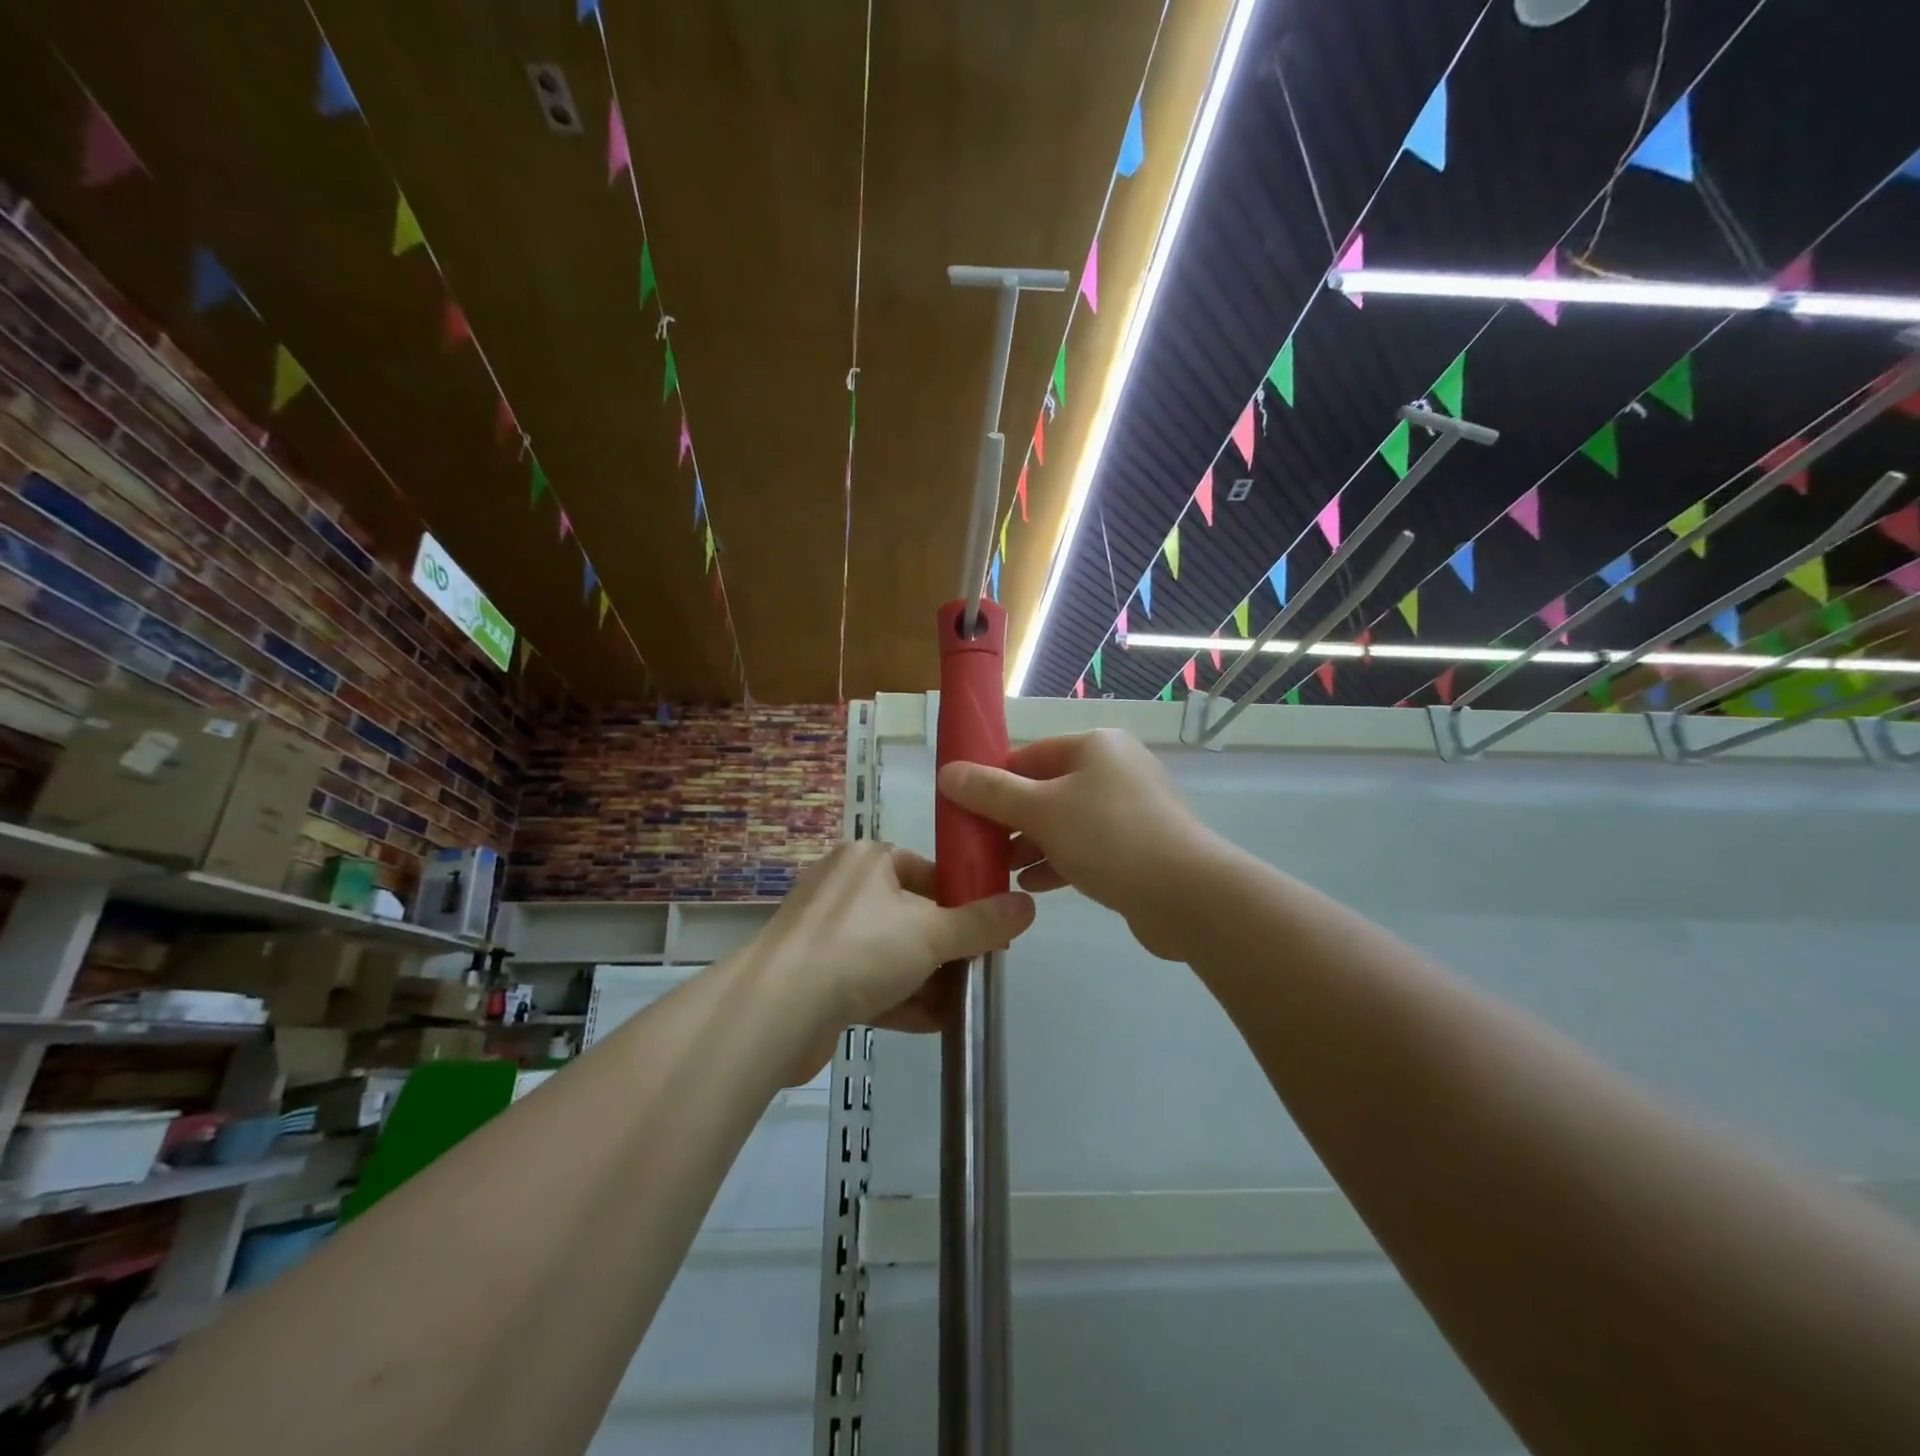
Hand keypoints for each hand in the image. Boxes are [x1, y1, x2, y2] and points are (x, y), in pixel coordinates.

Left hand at [758, 841, 1034, 1078]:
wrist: (777, 1010)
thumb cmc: (860, 948)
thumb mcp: (932, 932)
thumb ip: (981, 923)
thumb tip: (1027, 906)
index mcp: (867, 860)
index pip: (926, 871)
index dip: (962, 899)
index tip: (990, 929)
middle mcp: (843, 890)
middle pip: (910, 915)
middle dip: (946, 948)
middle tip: (980, 971)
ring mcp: (825, 935)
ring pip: (890, 953)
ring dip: (928, 980)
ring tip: (965, 1005)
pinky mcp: (815, 978)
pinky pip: (869, 983)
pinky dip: (901, 1000)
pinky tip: (935, 1024)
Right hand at [938, 730, 1220, 960]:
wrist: (1186, 895)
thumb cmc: (1108, 837)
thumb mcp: (1041, 810)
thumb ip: (991, 792)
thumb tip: (947, 772)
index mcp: (1095, 747)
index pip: (1030, 755)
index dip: (994, 780)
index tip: (966, 809)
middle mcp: (1115, 770)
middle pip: (1047, 789)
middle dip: (1011, 819)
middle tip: (980, 845)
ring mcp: (1131, 810)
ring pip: (1066, 822)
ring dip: (1032, 845)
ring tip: (1000, 871)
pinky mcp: (1139, 847)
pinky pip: (1087, 848)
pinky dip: (1059, 862)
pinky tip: (1033, 886)